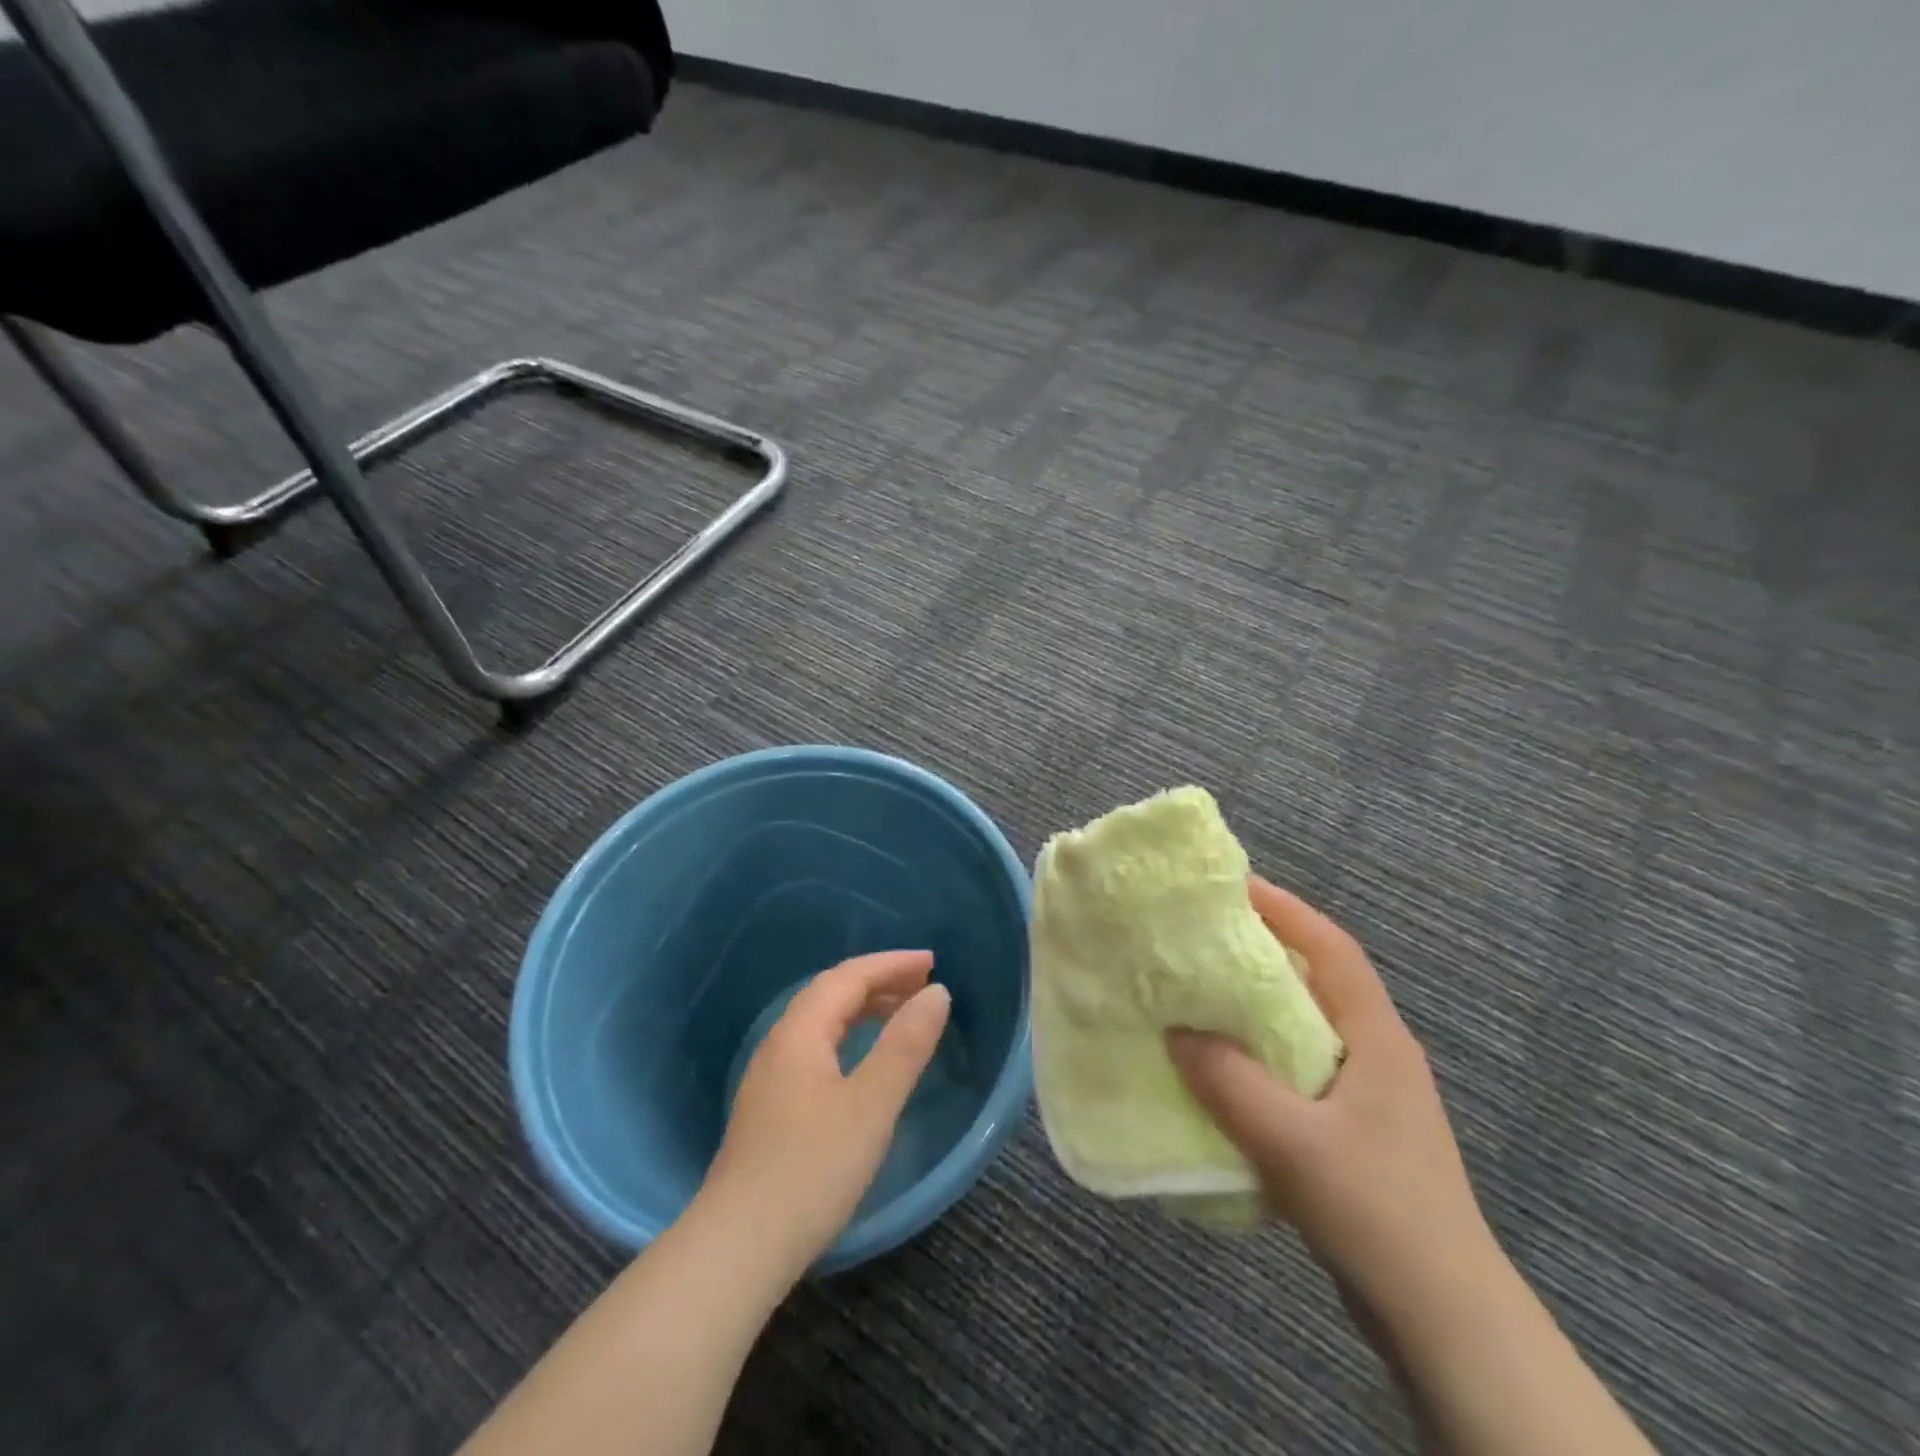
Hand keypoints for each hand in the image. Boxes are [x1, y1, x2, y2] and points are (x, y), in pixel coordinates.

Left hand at [700, 950, 951, 1274]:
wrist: (737, 1249)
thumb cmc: (811, 1169)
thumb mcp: (871, 1105)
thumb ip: (905, 1046)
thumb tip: (936, 993)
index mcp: (800, 1033)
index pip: (848, 977)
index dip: (891, 964)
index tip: (932, 963)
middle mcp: (780, 1044)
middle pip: (831, 993)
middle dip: (879, 980)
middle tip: (923, 984)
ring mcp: (770, 1077)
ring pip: (821, 1022)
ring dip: (863, 1008)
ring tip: (902, 1013)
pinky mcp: (770, 1108)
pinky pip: (815, 1047)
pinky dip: (848, 1036)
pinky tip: (862, 1060)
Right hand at [1167, 877, 1494, 1320]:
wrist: (1444, 1319)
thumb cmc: (1378, 1212)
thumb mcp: (1294, 1143)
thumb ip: (1231, 1082)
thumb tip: (1176, 1030)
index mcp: (1376, 1037)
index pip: (1332, 949)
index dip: (1286, 909)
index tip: (1233, 885)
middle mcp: (1374, 1053)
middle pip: (1316, 979)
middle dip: (1262, 950)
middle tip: (1200, 936)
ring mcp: (1366, 1094)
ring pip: (1303, 1026)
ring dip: (1255, 1005)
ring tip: (1198, 992)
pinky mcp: (1351, 1130)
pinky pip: (1295, 1069)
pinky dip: (1257, 1055)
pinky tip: (1220, 1070)